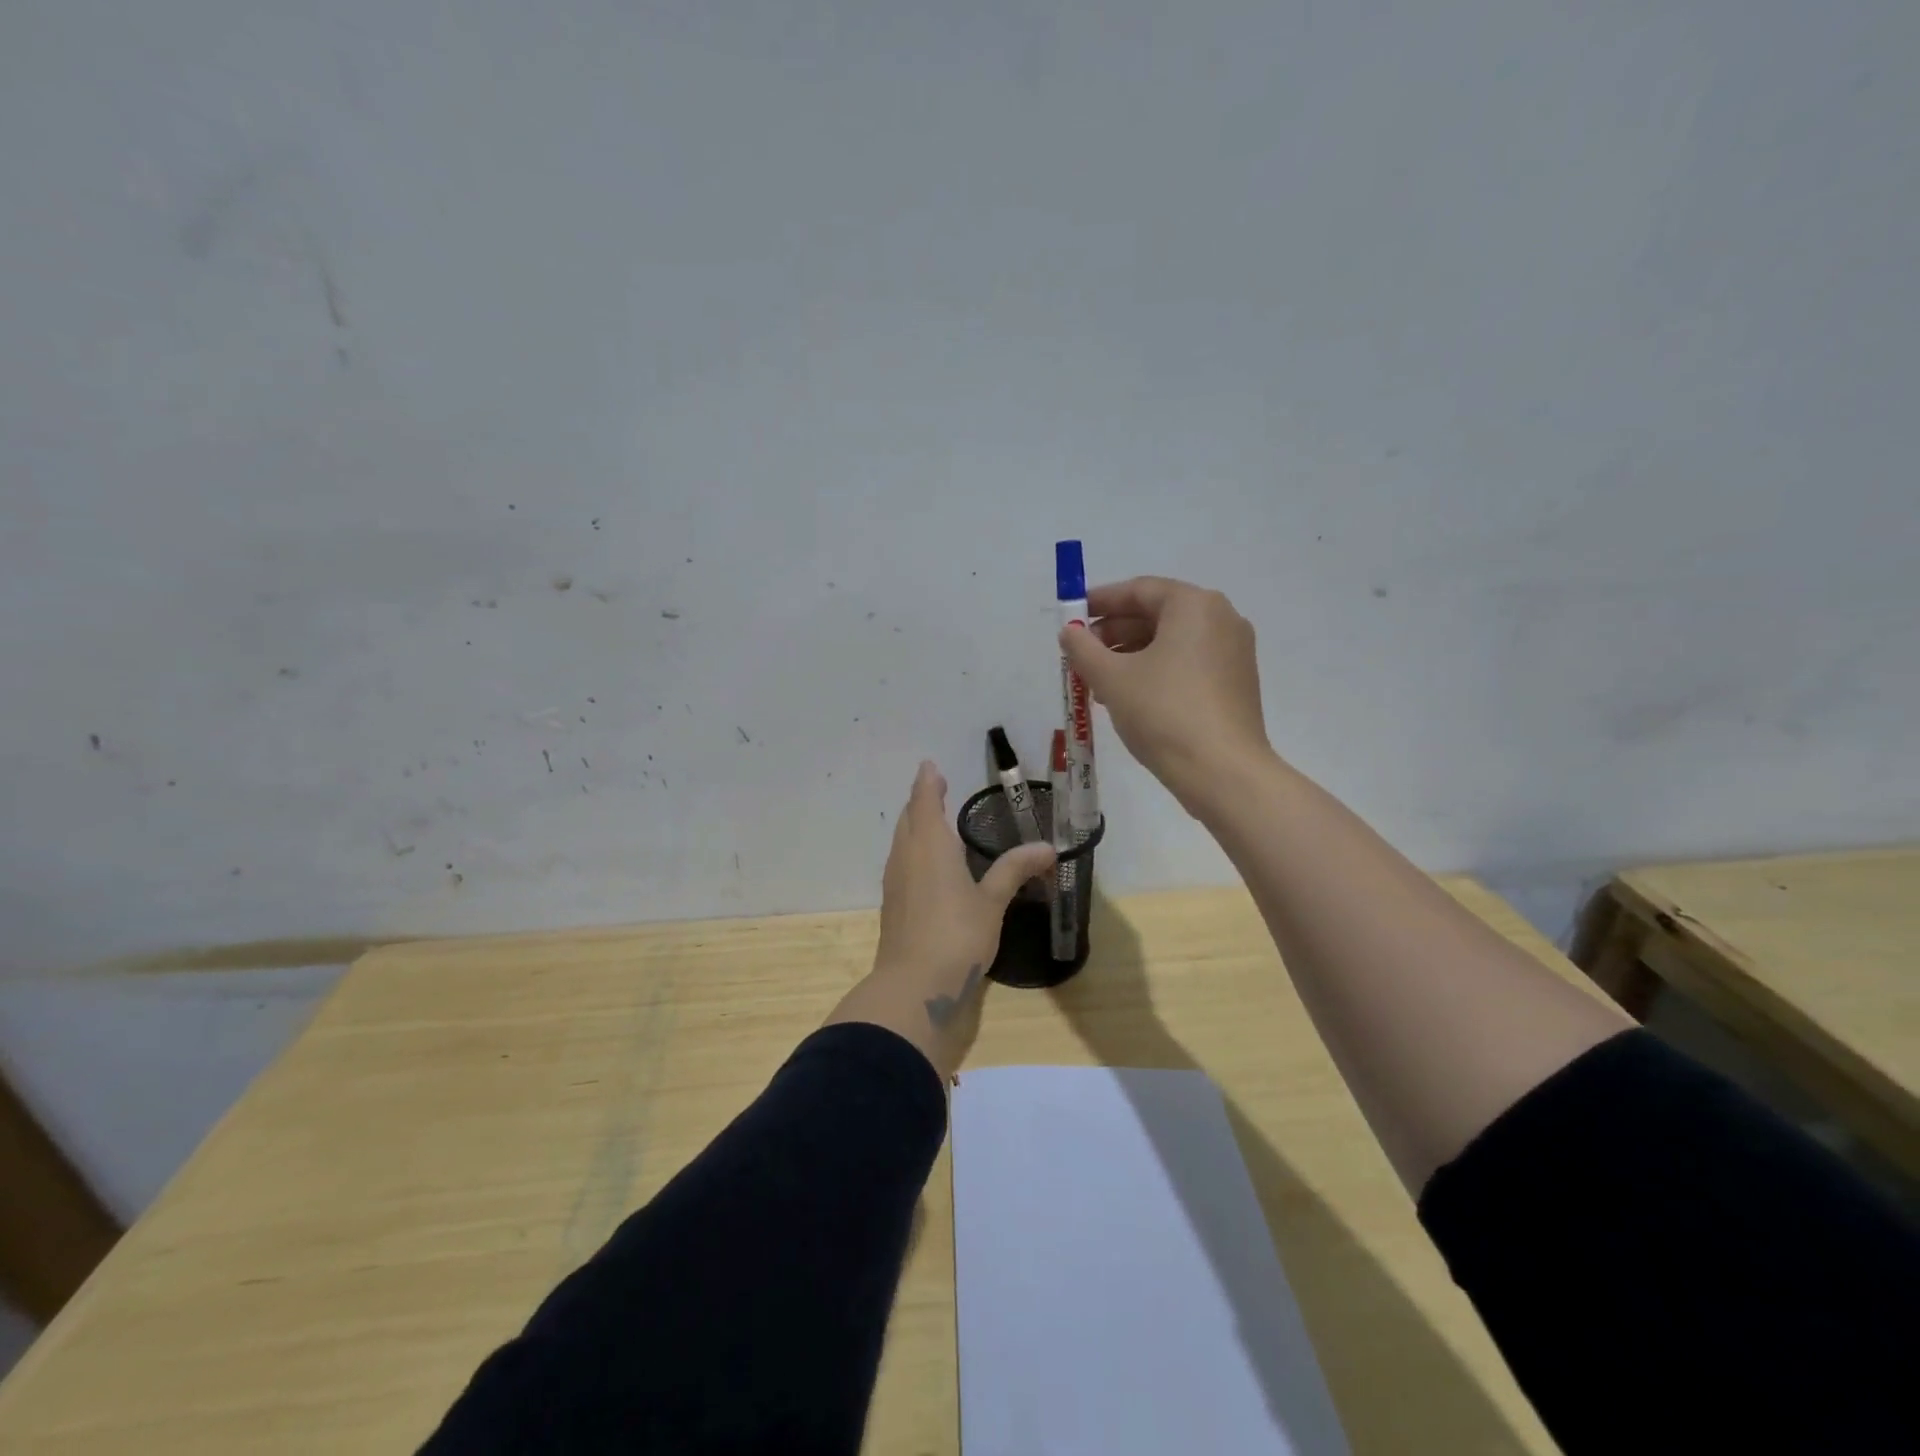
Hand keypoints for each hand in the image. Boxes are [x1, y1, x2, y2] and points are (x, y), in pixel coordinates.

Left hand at [824, 761, 1055, 1078]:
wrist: (914, 985)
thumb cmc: (957, 934)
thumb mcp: (992, 901)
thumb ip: (1014, 870)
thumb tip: (1047, 847)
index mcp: (930, 844)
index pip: (924, 801)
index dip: (928, 783)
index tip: (930, 767)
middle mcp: (907, 855)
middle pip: (908, 818)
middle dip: (920, 801)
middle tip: (934, 789)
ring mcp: (895, 880)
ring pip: (901, 841)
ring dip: (913, 825)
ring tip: (931, 822)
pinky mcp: (892, 904)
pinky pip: (900, 862)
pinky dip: (912, 850)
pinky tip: (925, 865)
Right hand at [1060, 576, 1271, 810]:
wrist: (1222, 771)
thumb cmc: (1163, 713)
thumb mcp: (1111, 678)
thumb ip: (1083, 649)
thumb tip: (1069, 633)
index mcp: (1194, 605)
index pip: (1139, 590)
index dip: (1100, 602)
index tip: (1072, 617)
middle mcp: (1221, 619)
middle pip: (1157, 614)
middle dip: (1115, 632)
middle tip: (1082, 654)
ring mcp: (1234, 651)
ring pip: (1172, 641)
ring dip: (1132, 654)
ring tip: (1099, 680)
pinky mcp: (1236, 682)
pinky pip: (1188, 662)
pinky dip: (1157, 669)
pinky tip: (1131, 696)